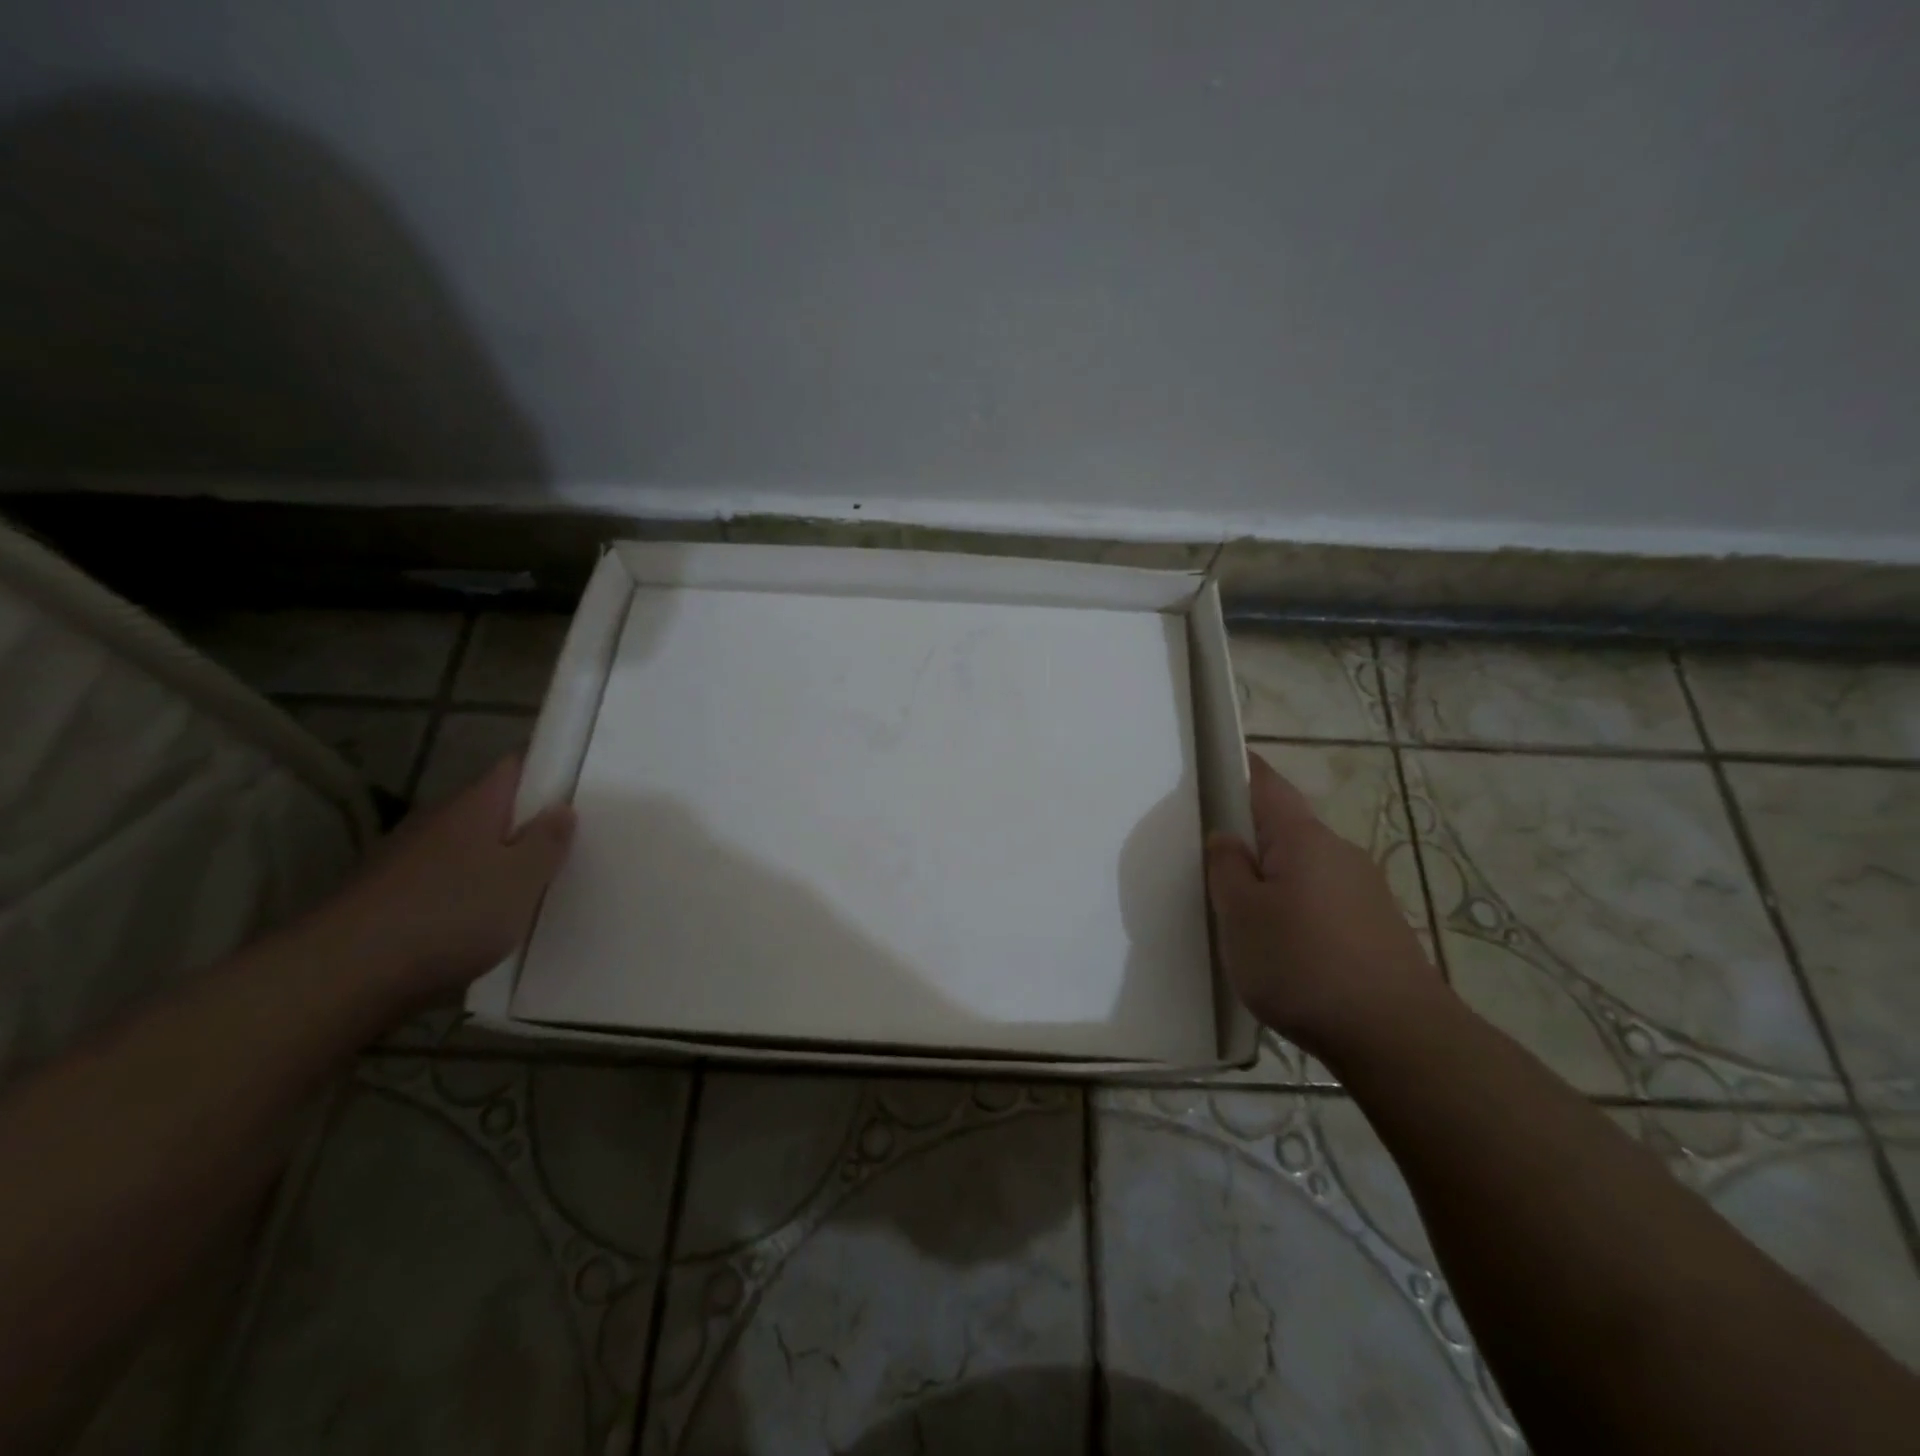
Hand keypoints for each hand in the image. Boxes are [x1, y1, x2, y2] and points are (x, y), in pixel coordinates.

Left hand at [327, 757, 575, 1006]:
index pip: (514, 767)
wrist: (342, 975)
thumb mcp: (522, 879)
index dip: (544, 772)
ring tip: (523, 889)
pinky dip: (461, 892)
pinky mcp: (384, 895)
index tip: (573, 791)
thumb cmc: (450, 915)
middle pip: (488, 808)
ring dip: (491, 861)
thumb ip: (547, 841)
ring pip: (462, 847)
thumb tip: (562, 807)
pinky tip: (476, 921)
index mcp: (474, 805)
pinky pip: (439, 881)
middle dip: (522, 823)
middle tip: (560, 847)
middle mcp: (436, 819)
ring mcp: (404, 857)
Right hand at [1206, 753, 1445, 1060]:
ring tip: (1245, 914)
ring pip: (1305, 867)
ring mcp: (1366, 890)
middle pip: (1286, 828)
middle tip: (1213, 862)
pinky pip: (1325, 900)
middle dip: (1252, 836)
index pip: (1267, 784)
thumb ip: (1226, 868)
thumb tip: (1227, 838)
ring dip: (1274, 877)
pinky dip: (1298, 908)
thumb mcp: (1240, 915)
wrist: (1398, 1038)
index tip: (1217, 767)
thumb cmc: (1302, 964)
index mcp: (1303, 838)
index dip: (1242, 769)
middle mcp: (1340, 852)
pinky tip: (1286, 947)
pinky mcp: (1379, 927)